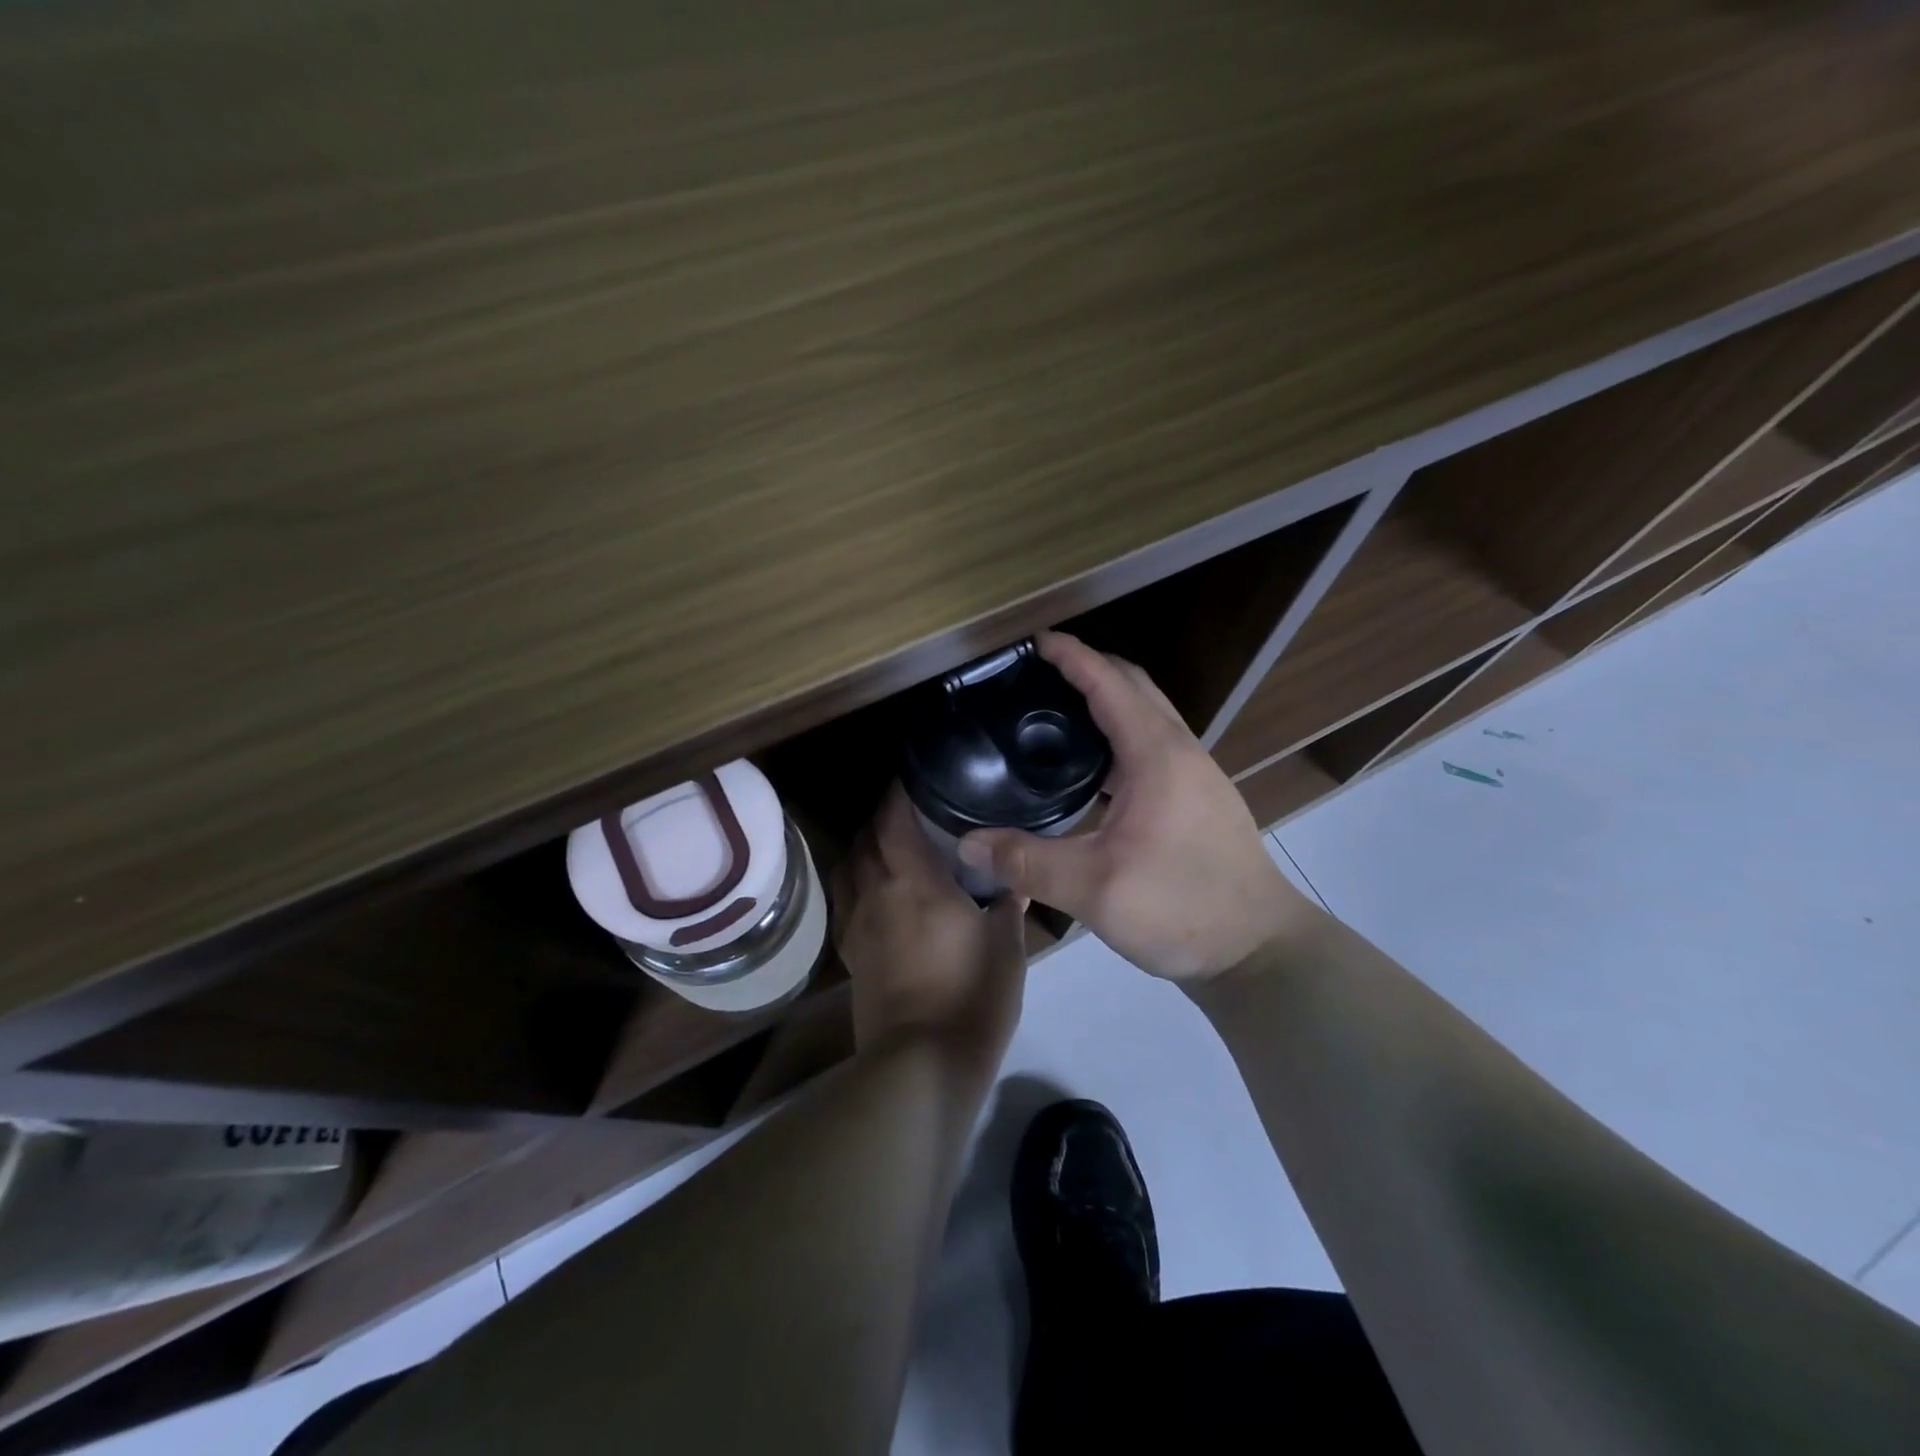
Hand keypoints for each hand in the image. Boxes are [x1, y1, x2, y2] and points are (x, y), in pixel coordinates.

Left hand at [834, 783, 1028, 1074]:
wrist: (924, 1062)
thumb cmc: (972, 995)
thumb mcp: (1006, 945)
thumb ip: (1007, 904)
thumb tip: (1014, 880)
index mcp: (914, 881)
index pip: (893, 819)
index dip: (897, 792)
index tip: (913, 777)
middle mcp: (877, 892)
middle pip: (866, 838)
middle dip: (881, 817)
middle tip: (909, 811)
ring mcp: (858, 924)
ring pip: (849, 867)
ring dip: (864, 847)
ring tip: (889, 845)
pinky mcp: (850, 953)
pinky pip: (845, 901)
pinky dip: (856, 882)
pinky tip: (874, 891)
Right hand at [957, 631, 1317, 981]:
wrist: (1258, 949)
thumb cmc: (1181, 908)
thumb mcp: (1094, 889)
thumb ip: (1026, 863)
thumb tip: (967, 843)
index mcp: (1157, 755)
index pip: (1110, 682)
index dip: (1071, 656)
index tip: (1033, 641)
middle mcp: (1180, 751)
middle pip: (1134, 686)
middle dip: (1089, 667)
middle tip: (1039, 674)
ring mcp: (1195, 774)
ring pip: (1147, 714)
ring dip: (1108, 699)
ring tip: (1057, 712)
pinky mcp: (1198, 798)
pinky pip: (1153, 743)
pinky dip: (1120, 733)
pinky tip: (1091, 768)